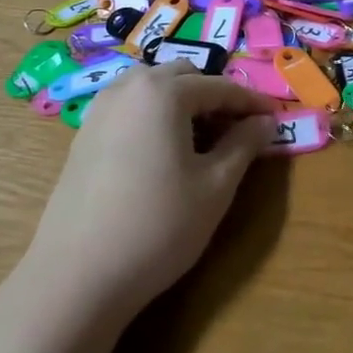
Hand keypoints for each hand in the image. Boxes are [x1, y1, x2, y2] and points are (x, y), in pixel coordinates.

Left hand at [23, 62, 278, 325]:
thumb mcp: (215, 186)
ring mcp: (99, 110)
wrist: (77, 276)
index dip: (251, 103)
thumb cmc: (158, 225)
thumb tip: (265, 122)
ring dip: (182, 104)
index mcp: (163, 92)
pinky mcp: (83, 136)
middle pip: (182, 77)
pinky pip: (130, 109)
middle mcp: (127, 88)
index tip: (275, 118)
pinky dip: (155, 117)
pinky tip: (164, 155)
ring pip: (152, 89)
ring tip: (202, 142)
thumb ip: (244, 145)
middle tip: (238, 131)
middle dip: (214, 97)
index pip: (220, 87)